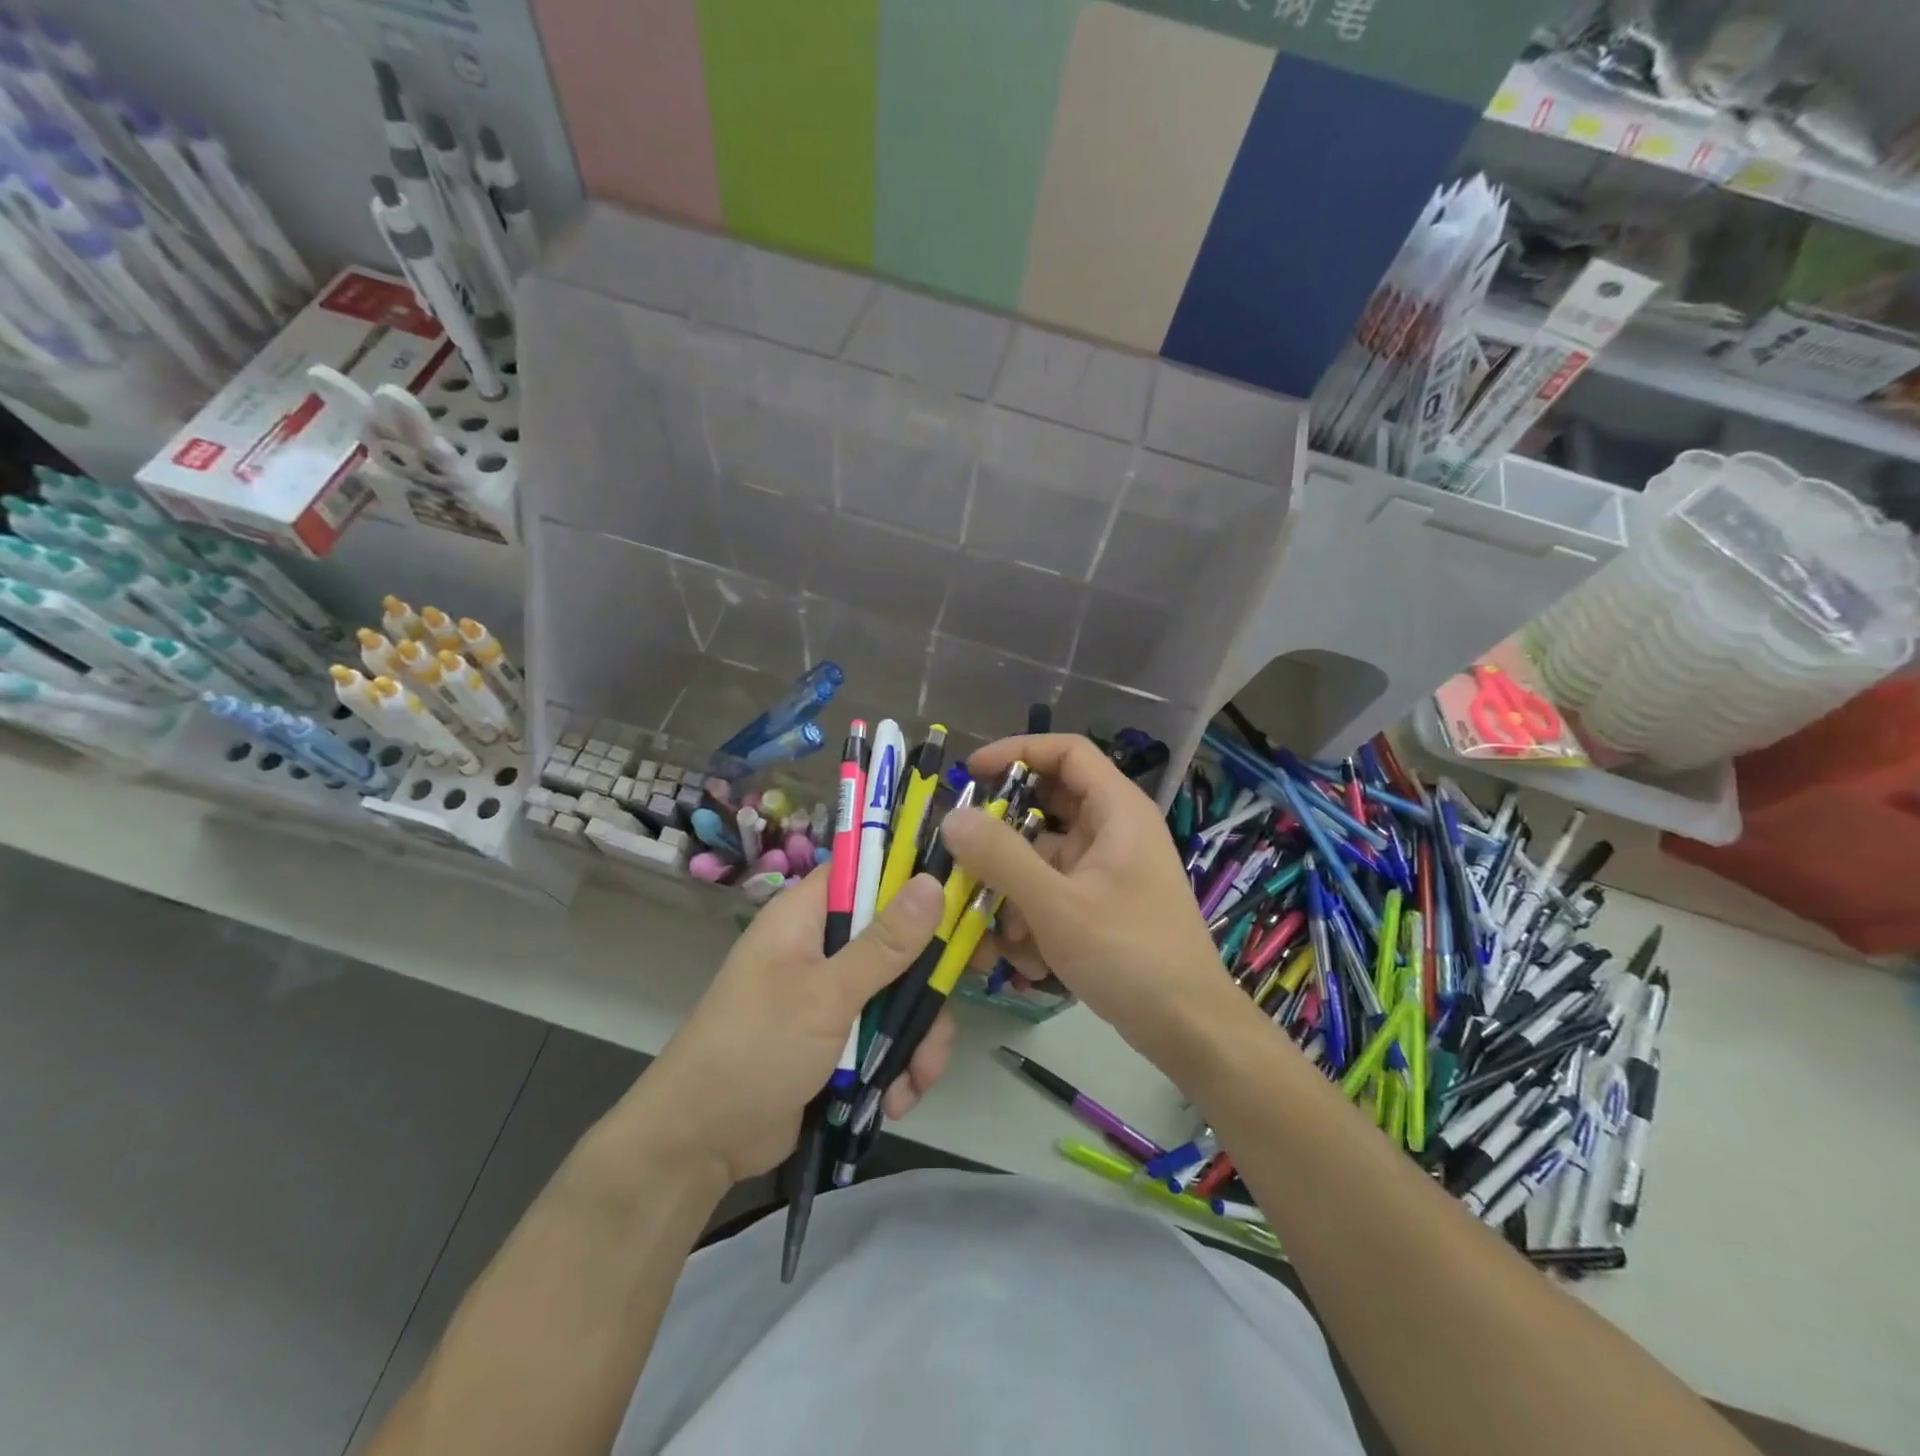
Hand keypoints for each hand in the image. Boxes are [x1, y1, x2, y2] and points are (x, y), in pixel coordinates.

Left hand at [619, 870, 954, 1186]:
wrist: (700, 1144)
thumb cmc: (755, 1048)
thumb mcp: (825, 994)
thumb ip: (884, 944)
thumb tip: (933, 882)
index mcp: (808, 915)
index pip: (869, 870)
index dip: (914, 876)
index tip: (961, 896)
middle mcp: (823, 946)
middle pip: (898, 939)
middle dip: (924, 987)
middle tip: (943, 1015)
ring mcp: (833, 994)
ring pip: (900, 994)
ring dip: (915, 1039)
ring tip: (916, 1080)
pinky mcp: (839, 1038)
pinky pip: (887, 1035)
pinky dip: (898, 1065)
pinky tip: (896, 1100)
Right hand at [941, 735, 1248, 1067]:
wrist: (1189, 1030)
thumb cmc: (1130, 955)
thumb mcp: (1057, 906)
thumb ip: (1002, 858)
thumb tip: (953, 817)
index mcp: (1118, 811)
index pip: (1067, 752)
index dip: (1017, 751)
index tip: (972, 773)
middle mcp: (1114, 831)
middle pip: (1047, 808)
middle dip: (1004, 840)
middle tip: (967, 861)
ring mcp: (1107, 869)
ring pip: (1042, 858)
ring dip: (1014, 893)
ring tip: (1005, 941)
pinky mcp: (1101, 904)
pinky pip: (1053, 892)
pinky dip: (1034, 918)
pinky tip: (1031, 961)